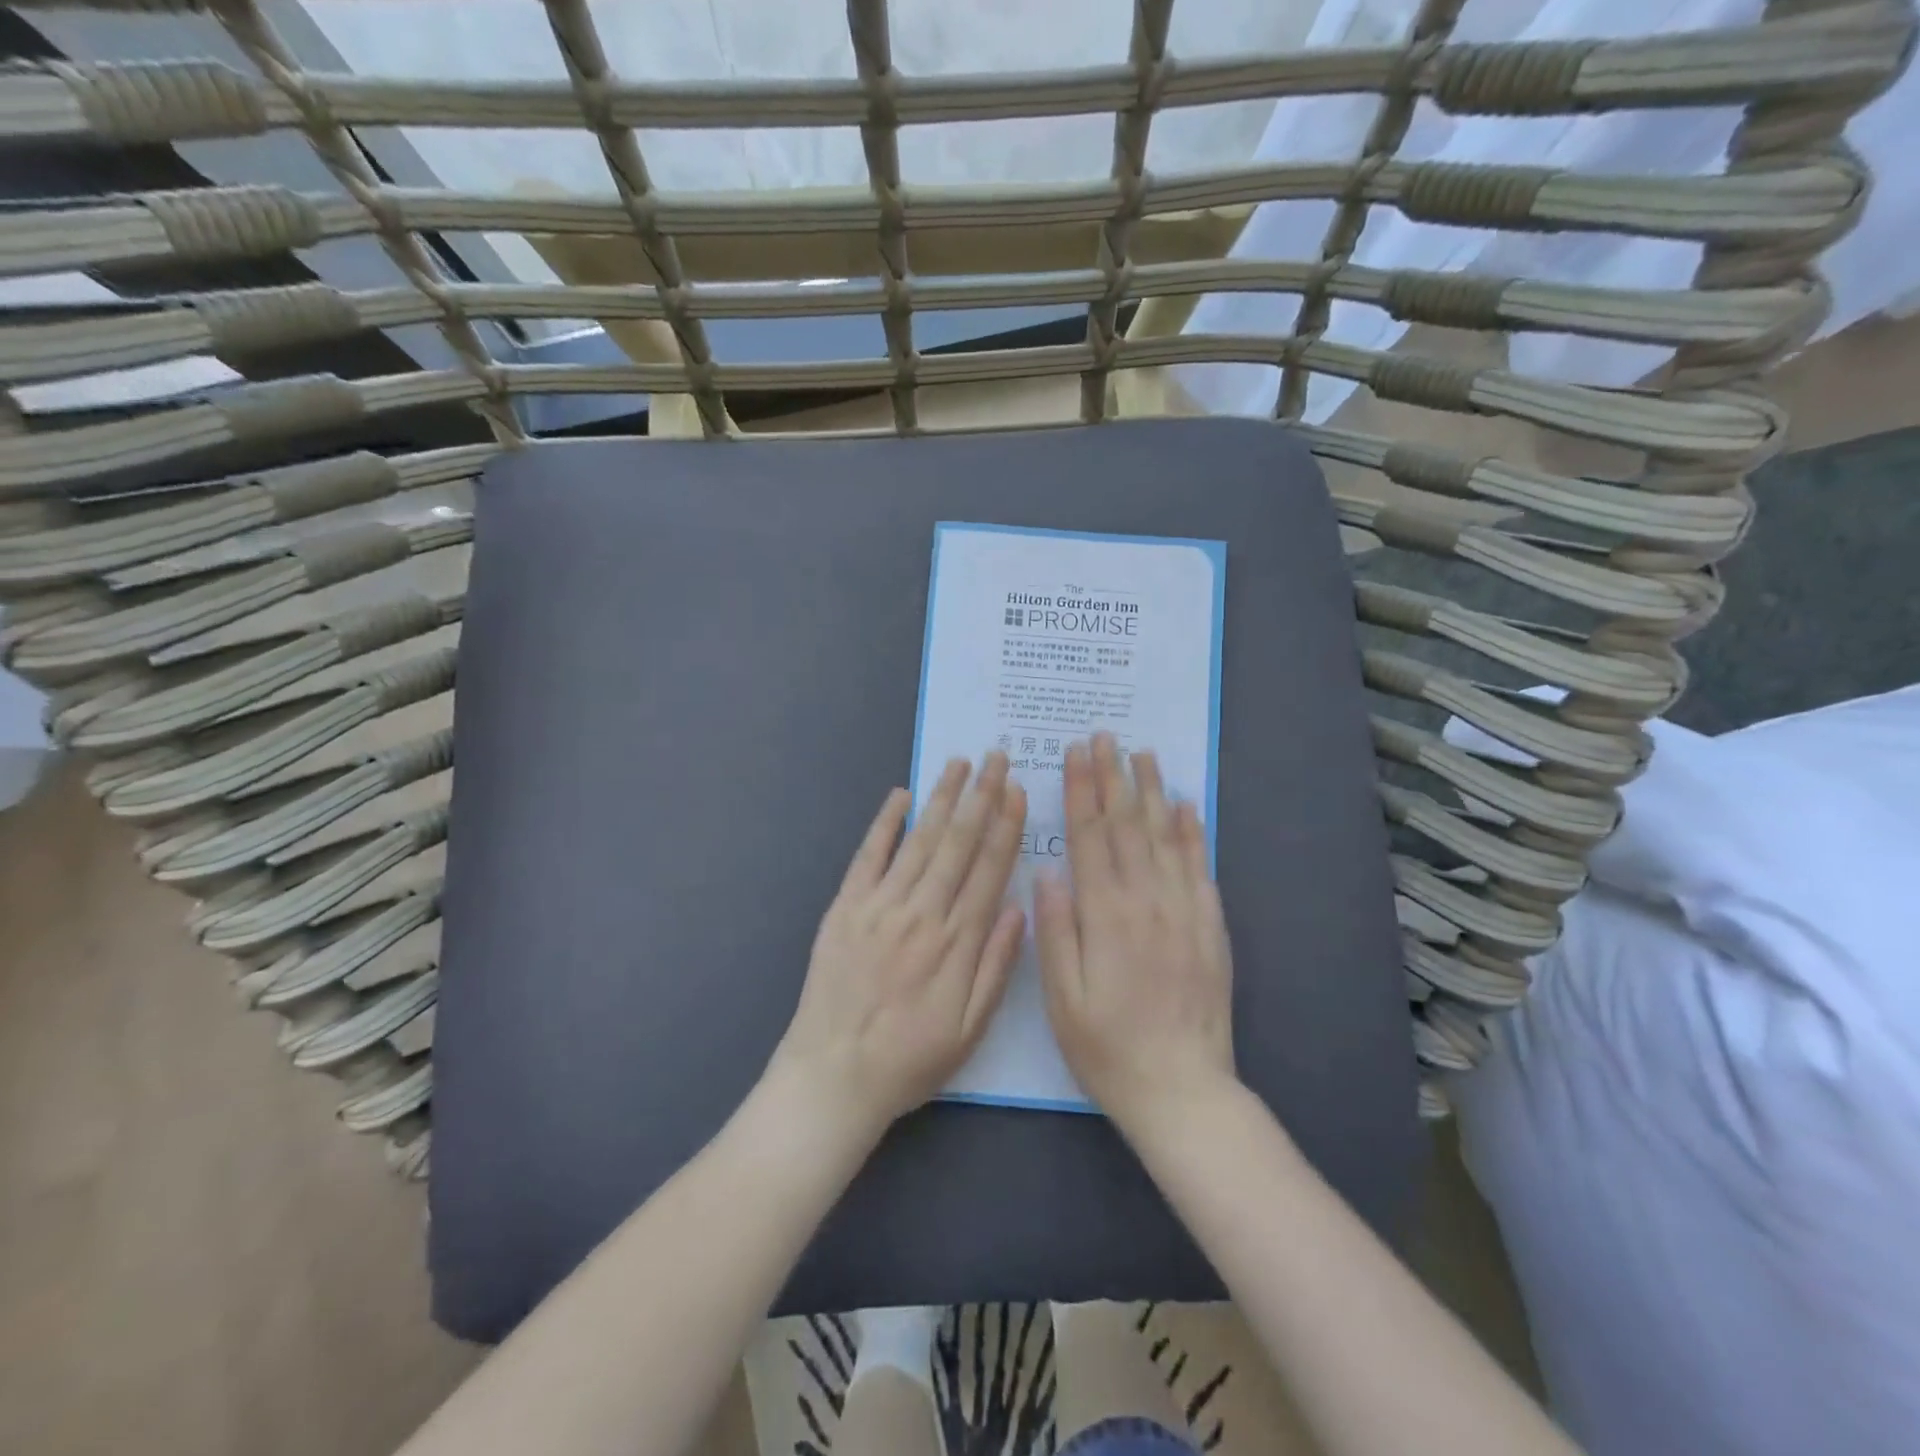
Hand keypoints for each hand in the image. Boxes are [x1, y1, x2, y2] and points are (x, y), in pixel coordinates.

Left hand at [771, 753, 1026, 1141]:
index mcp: (957, 942)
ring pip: (919, 840)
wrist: (833, 1076)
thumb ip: (996, 966)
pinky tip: (900, 795)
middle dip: (980, 796)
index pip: (989, 869)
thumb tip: (1019, 907)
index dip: (1006, 826)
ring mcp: (880, 906)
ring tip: (959, 763)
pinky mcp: (845, 908)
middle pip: (958, 843)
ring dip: (942, 798)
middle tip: (996, 756)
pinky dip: (884, 823)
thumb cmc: (910, 1059)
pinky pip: (868, 856)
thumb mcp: (970, 1029)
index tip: (1018, 790)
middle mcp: (922, 913)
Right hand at [1036, 733, 1235, 1134]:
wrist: (1183, 1089)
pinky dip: (1192, 831)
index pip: (1090, 837)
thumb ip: (1055, 930)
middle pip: (1127, 825)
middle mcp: (1147, 902)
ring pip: (1166, 836)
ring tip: (1143, 753)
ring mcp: (1184, 911)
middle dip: (1112, 776)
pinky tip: (1186, 804)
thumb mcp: (1062, 998)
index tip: (1075, 753)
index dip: (1081, 790)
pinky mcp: (1210, 926)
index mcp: (1105, 916)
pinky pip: (1200, 867)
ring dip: (1152, 790)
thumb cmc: (1107, 1047)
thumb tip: (1048, 871)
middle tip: (1105, 736)